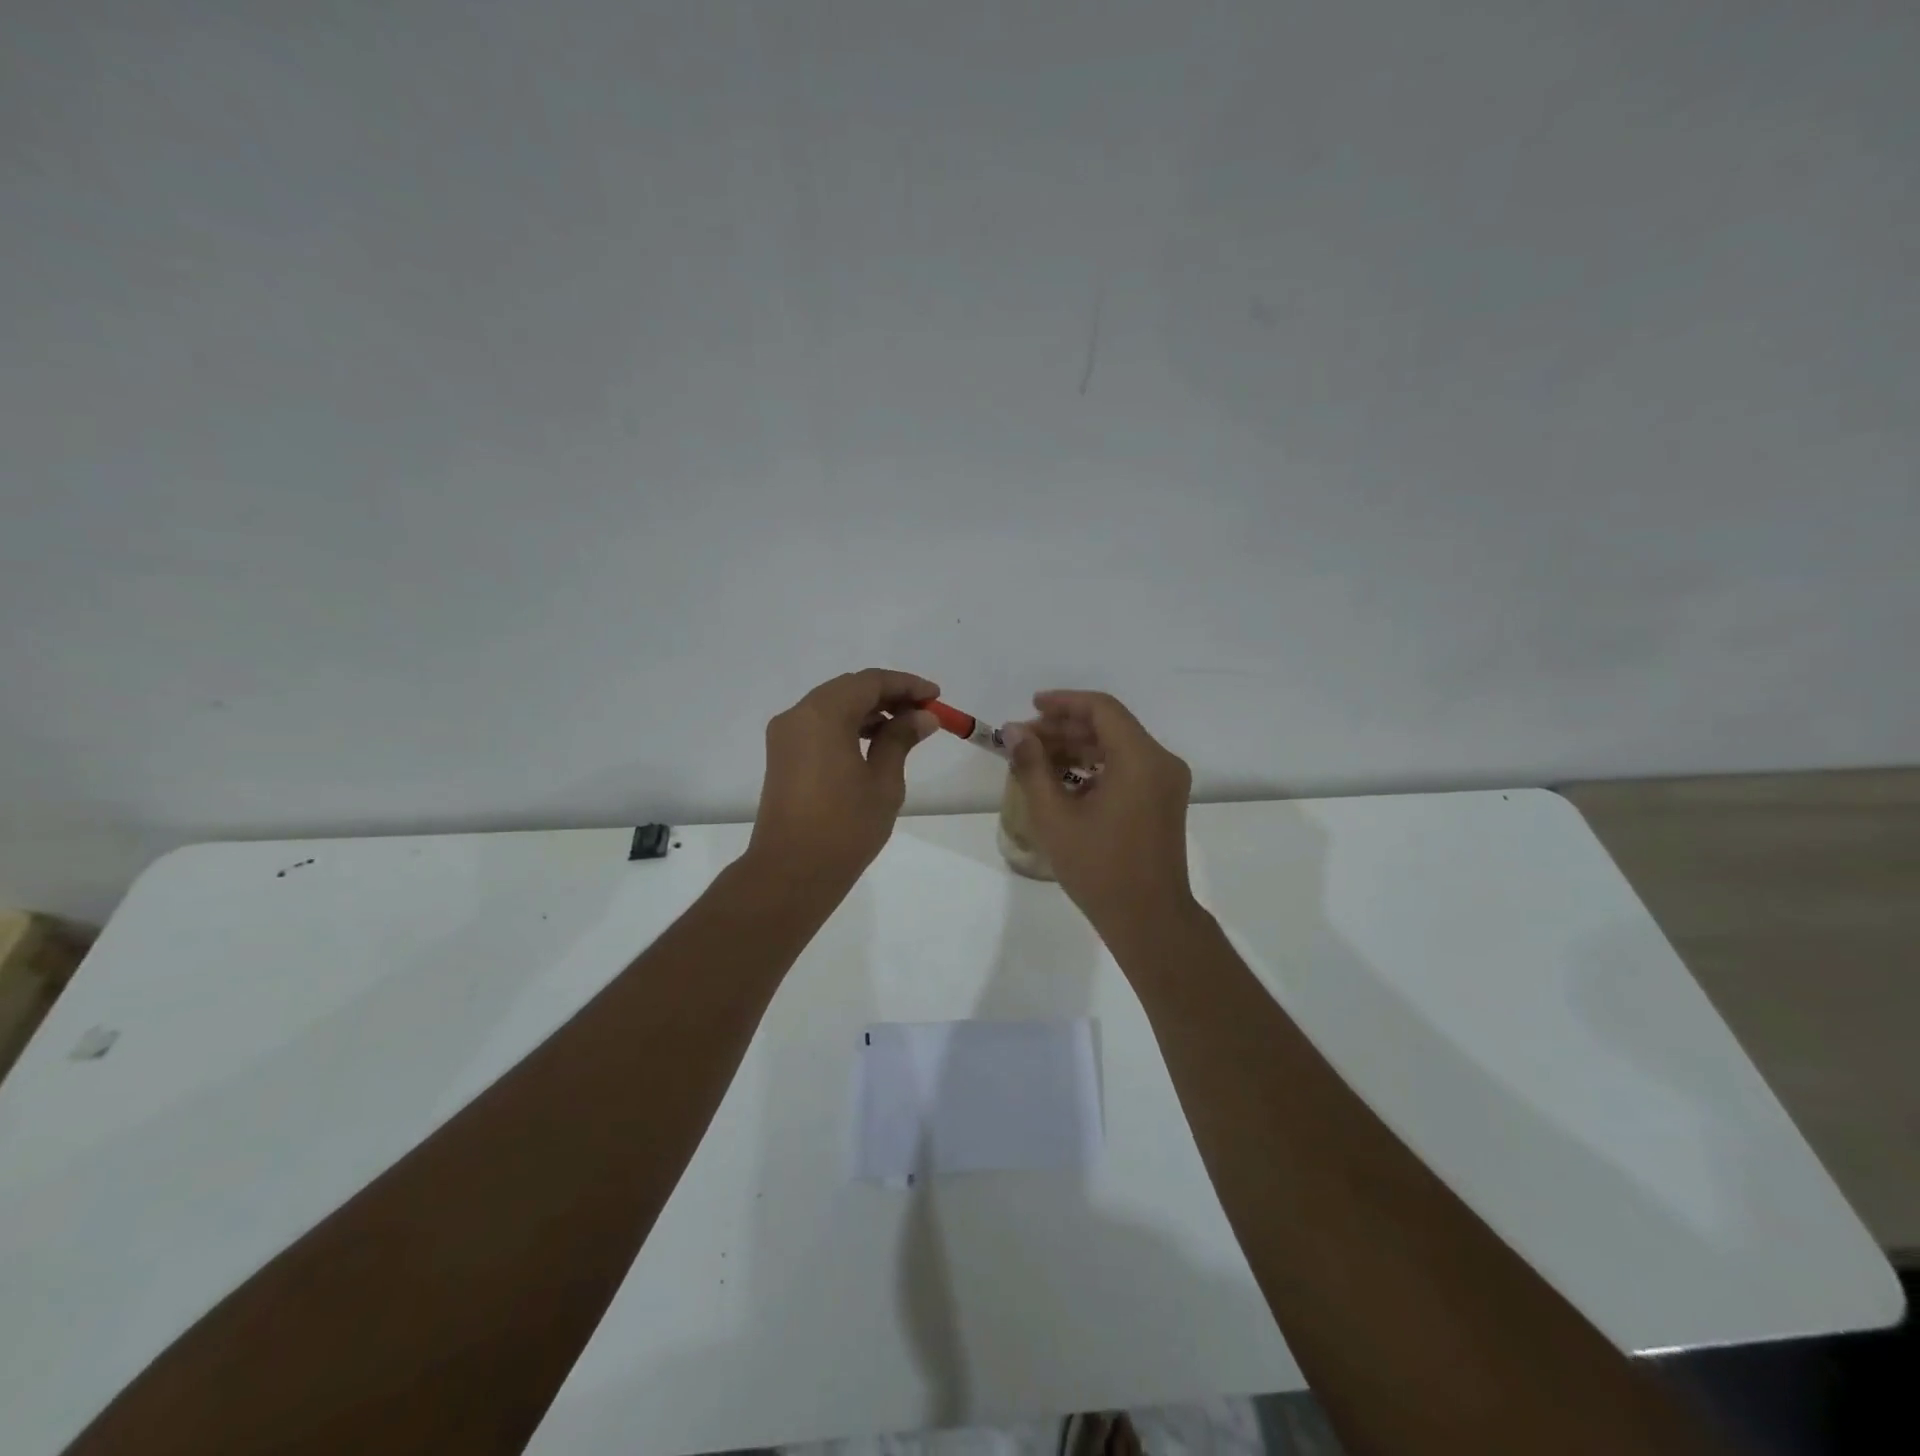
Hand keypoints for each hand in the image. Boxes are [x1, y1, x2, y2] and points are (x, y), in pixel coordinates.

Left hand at [746, 669, 940, 889]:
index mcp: (822, 714)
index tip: (936, 697)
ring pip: (833, 706)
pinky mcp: (782, 756)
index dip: (906, 685)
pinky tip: (874, 743)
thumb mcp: (883, 781)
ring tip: (905, 729)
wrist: (792, 872)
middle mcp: (798, 715)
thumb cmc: (844, 827)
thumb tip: (922, 717)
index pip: (870, 682)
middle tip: (924, 712)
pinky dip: (848, 726)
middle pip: (849, 689)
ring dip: (868, 711)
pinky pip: (819, 726)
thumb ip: (901, 740)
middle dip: (888, 695)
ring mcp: (785, 736)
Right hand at [1008, 690, 1198, 941]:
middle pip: (1110, 726)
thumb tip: (1014, 731)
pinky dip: (1097, 766)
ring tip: (1038, 759)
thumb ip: (1032, 767)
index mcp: (1140, 759)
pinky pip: (1128, 767)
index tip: (1031, 707)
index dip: (1063, 702)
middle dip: (1065, 728)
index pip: (1101, 709)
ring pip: (1118, 746)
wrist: (1149, 919)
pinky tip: (1065, 782)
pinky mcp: (1164, 800)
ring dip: (1079, 747)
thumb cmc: (1099, 868)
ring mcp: (1167, 781)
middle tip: (1025, 741)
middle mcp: (1161, 761)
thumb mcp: (1055, 817)